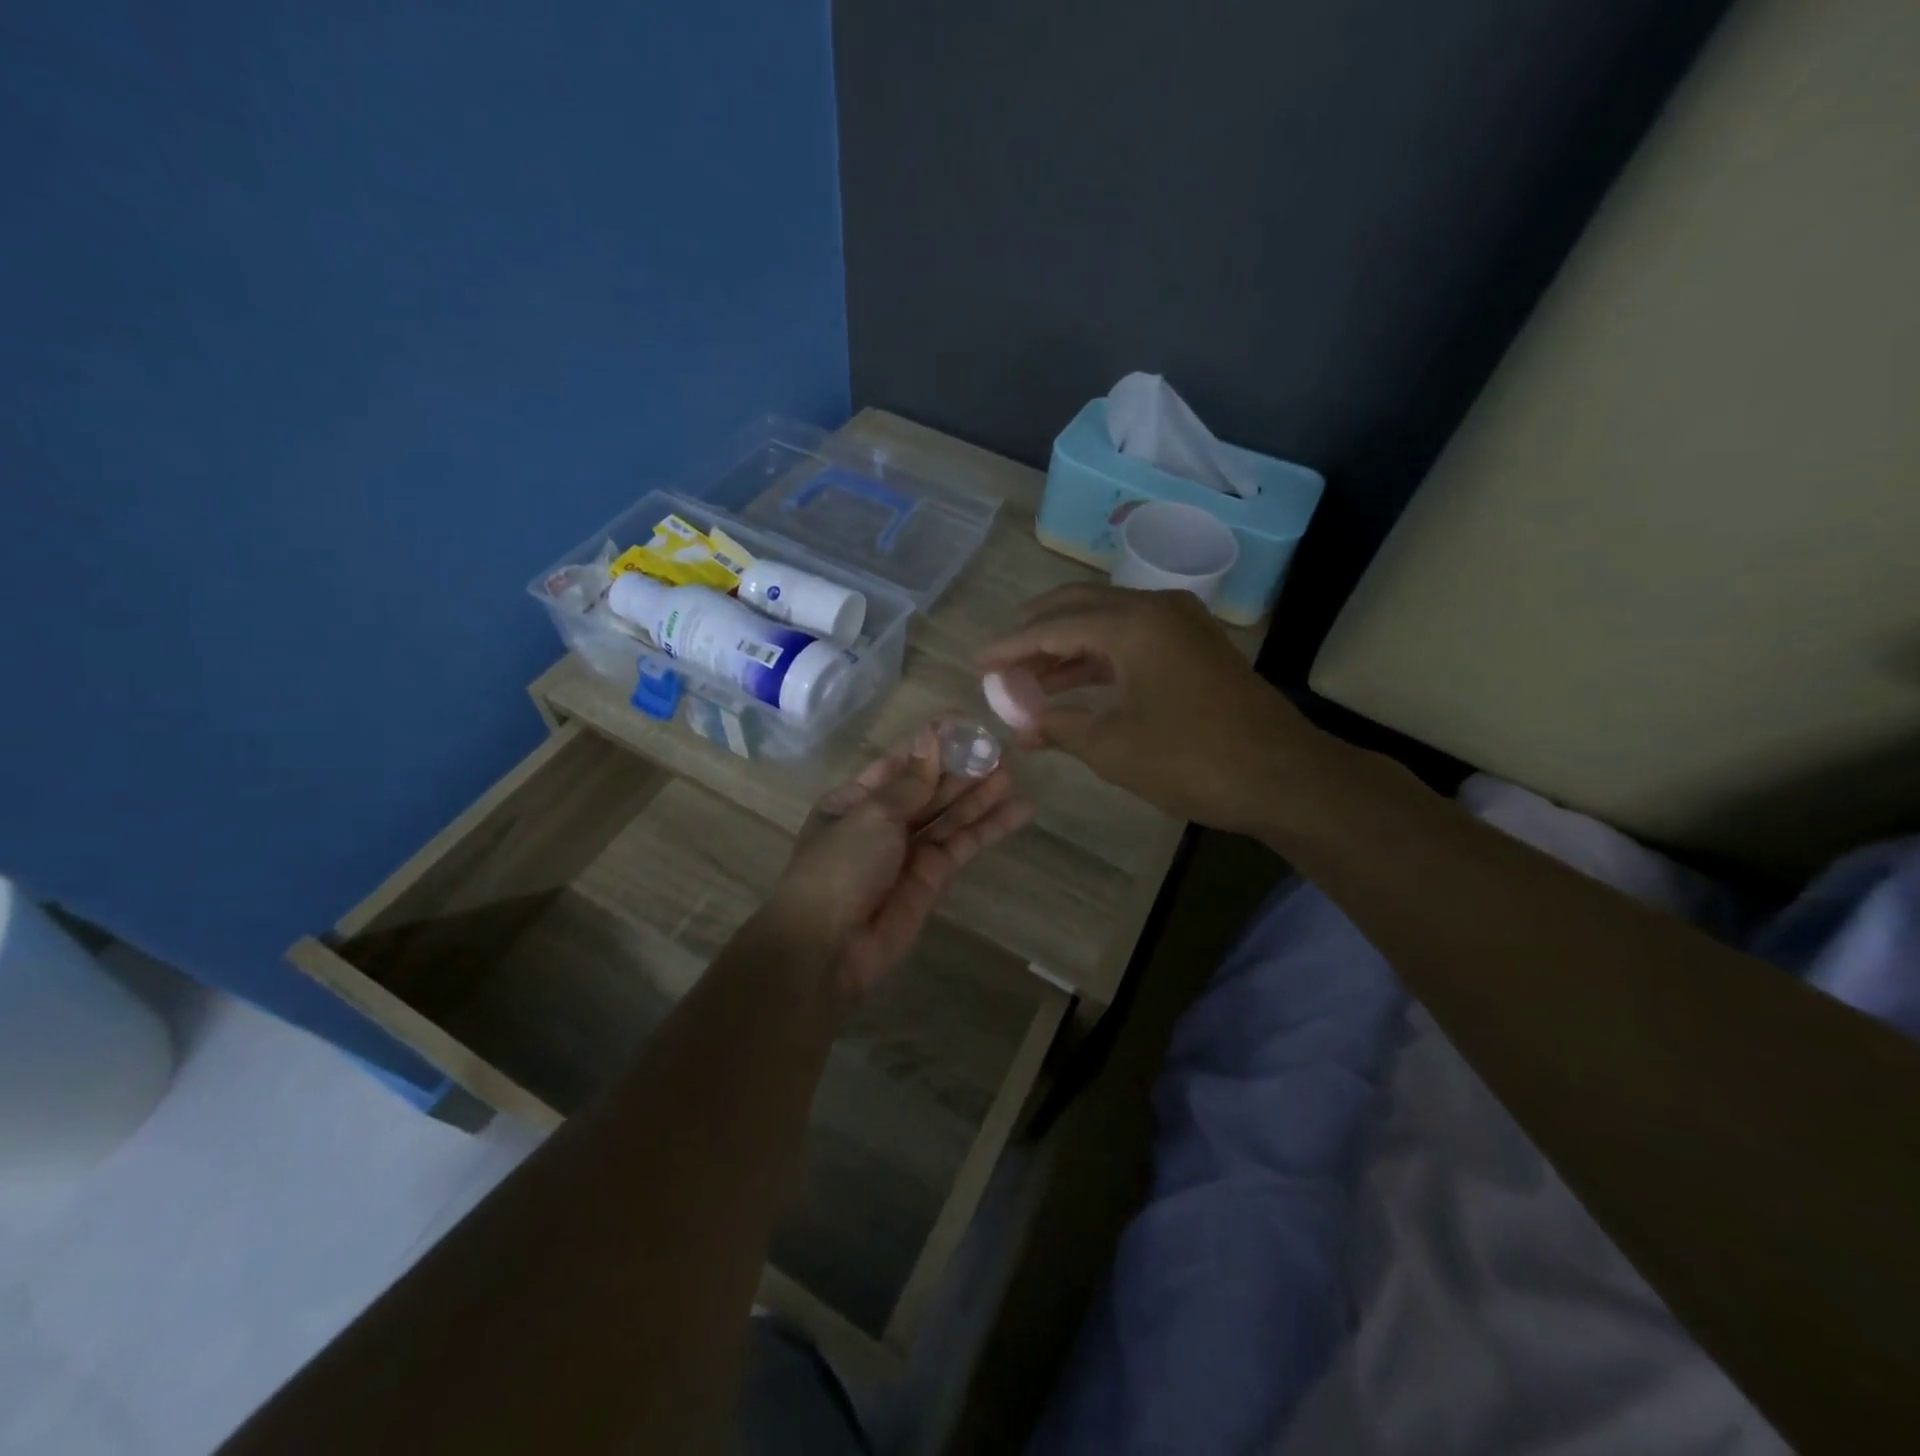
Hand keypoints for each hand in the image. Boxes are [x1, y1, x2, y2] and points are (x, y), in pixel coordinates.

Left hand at [769, 726, 1032, 992]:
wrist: (829, 946)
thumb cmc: (840, 867)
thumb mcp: (872, 815)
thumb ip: (911, 781)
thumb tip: (932, 736)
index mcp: (855, 800)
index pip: (900, 763)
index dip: (931, 744)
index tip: (965, 724)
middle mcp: (883, 821)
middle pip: (929, 788)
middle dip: (961, 770)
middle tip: (1000, 751)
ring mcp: (909, 850)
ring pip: (950, 815)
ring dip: (980, 796)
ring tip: (1013, 776)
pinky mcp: (933, 877)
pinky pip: (963, 844)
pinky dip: (989, 829)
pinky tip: (1019, 811)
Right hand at [976, 584, 1326, 833]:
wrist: (1281, 776)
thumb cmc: (1191, 758)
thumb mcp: (1112, 747)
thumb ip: (1059, 727)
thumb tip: (1021, 728)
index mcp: (1132, 623)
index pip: (1053, 626)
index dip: (1010, 647)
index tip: (977, 663)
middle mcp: (1155, 608)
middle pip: (1078, 607)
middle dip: (1035, 634)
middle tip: (1001, 661)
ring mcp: (1180, 624)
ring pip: (1105, 623)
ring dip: (1065, 648)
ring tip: (1027, 679)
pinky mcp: (1193, 646)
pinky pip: (1131, 639)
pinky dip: (1098, 658)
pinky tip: (1074, 684)